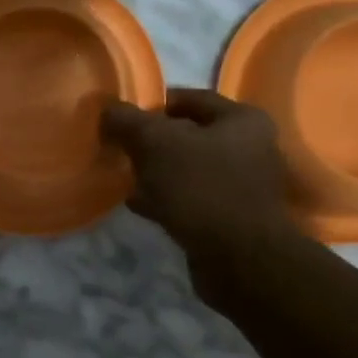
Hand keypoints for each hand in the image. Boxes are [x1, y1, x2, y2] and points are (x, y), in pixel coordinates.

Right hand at [101, 88, 295, 274]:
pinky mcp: (228, 217)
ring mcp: (240, 185)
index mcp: (242, 120)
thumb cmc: (201, 188)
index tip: (121, 116)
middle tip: (119, 148)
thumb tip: (108, 110)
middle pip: (188, 135)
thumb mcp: (156, 144)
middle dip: (151, 142)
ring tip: (123, 177)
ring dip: (155, 172)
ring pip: (186, 169)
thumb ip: (129, 121)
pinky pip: (189, 198)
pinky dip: (164, 198)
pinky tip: (138, 204)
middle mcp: (249, 147)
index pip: (190, 98)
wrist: (238, 259)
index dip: (153, 103)